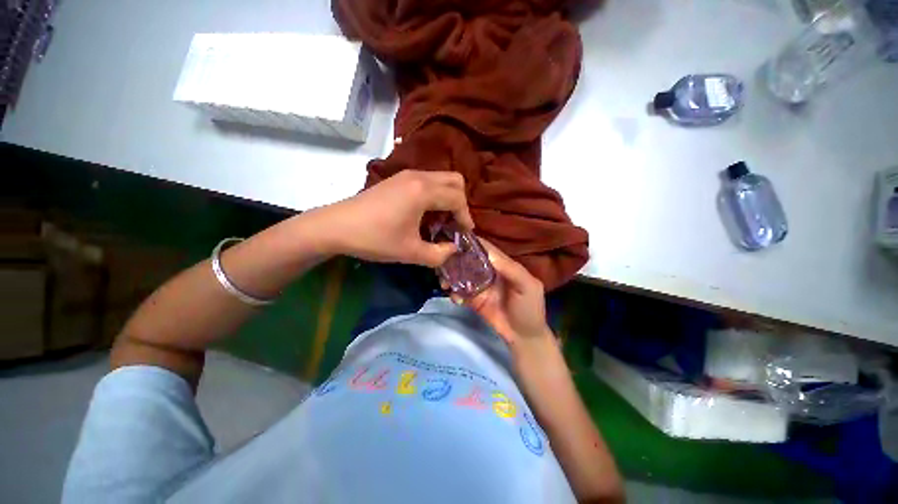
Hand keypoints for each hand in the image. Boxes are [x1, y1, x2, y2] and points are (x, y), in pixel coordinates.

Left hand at [323, 171, 474, 266]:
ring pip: (440, 179)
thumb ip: (439, 254)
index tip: (464, 233)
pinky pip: (427, 181)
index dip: (465, 217)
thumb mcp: (410, 252)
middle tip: (454, 223)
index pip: (457, 198)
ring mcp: (406, 175)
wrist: (336, 226)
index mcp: (423, 191)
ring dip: (447, 198)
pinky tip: (424, 214)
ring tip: (439, 221)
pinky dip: (434, 195)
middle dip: (460, 202)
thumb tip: (453, 249)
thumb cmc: (375, 239)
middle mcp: (418, 176)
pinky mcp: (397, 179)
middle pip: (454, 180)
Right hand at [451, 239, 554, 353]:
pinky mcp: (472, 299)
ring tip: (444, 282)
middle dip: (455, 259)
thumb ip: (511, 269)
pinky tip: (455, 298)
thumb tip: (488, 254)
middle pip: (469, 259)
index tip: (454, 238)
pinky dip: (453, 293)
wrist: (524, 337)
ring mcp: (479, 285)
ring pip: (461, 274)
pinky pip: (459, 291)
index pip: (485, 248)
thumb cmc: (529, 308)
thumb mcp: (528, 286)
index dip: (471, 242)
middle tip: (441, 262)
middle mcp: (488, 271)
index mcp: (502, 264)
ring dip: (450, 276)